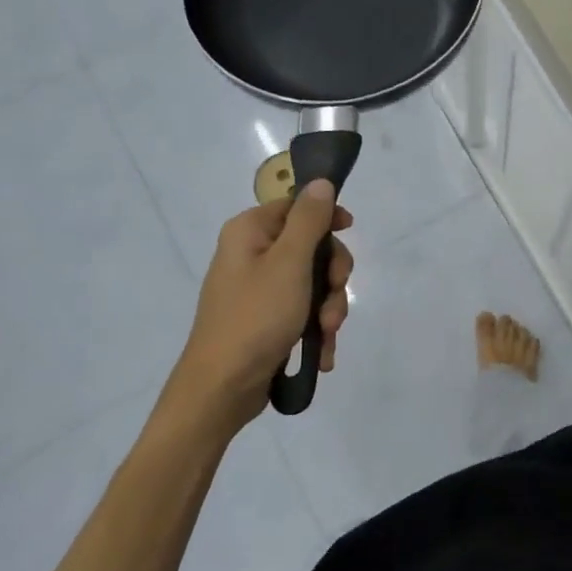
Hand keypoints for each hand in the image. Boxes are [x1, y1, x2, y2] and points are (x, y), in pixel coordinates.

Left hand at [175, 181, 353, 427]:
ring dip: (328, 308)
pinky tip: (322, 352)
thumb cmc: (255, 317)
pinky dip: (315, 329)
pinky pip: (302, 311)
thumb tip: (321, 182)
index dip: (327, 218)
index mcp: (250, 232)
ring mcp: (258, 289)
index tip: (350, 231)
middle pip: (311, 247)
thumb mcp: (290, 263)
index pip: (297, 206)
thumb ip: (309, 220)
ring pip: (312, 283)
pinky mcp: (265, 319)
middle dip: (331, 277)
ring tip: (326, 334)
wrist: (222, 388)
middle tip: (333, 299)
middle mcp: (251, 254)